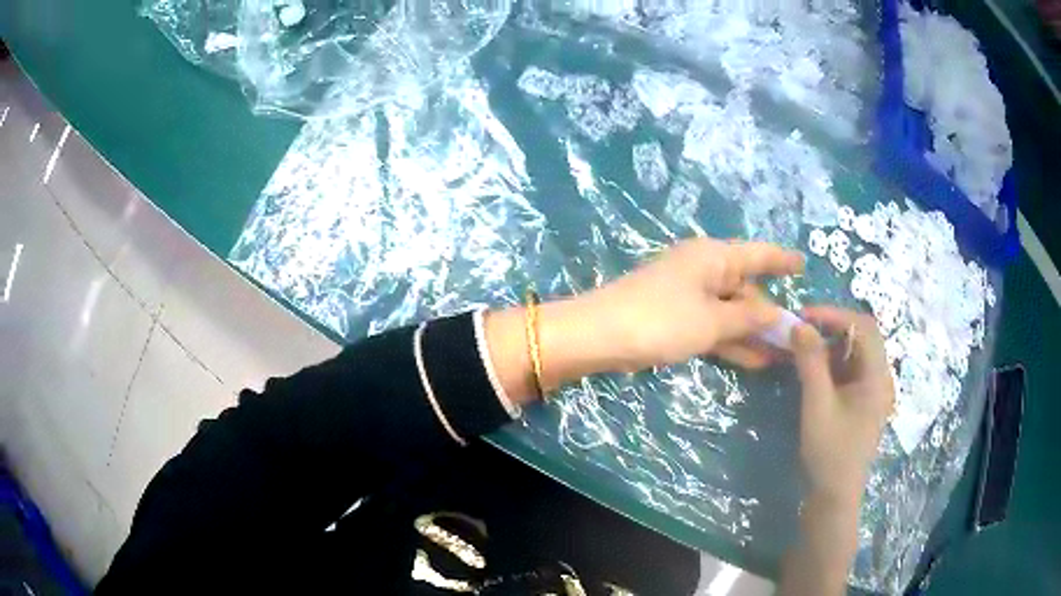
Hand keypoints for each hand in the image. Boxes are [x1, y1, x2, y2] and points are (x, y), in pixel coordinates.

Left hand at [575, 237, 804, 372]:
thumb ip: (748, 317)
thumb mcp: (713, 320)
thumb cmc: (662, 320)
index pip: (758, 254)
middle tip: (796, 338)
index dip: (782, 260)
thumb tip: (776, 313)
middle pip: (746, 287)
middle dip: (770, 313)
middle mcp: (704, 269)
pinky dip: (731, 341)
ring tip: (782, 355)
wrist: (600, 335)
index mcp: (714, 257)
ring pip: (731, 310)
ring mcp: (689, 294)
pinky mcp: (676, 317)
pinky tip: (754, 361)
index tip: (804, 265)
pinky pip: (713, 325)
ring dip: (753, 332)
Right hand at [790, 306, 894, 504]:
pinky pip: (850, 370)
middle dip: (831, 327)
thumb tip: (798, 325)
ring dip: (830, 344)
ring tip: (802, 347)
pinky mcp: (862, 402)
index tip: (803, 315)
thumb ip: (810, 363)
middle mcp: (880, 378)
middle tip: (801, 329)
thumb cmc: (829, 452)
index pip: (863, 326)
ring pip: (855, 352)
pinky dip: (831, 363)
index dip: (834, 314)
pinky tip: (812, 370)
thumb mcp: (817, 405)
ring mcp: (873, 391)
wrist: (834, 496)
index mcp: (878, 376)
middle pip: (861, 336)